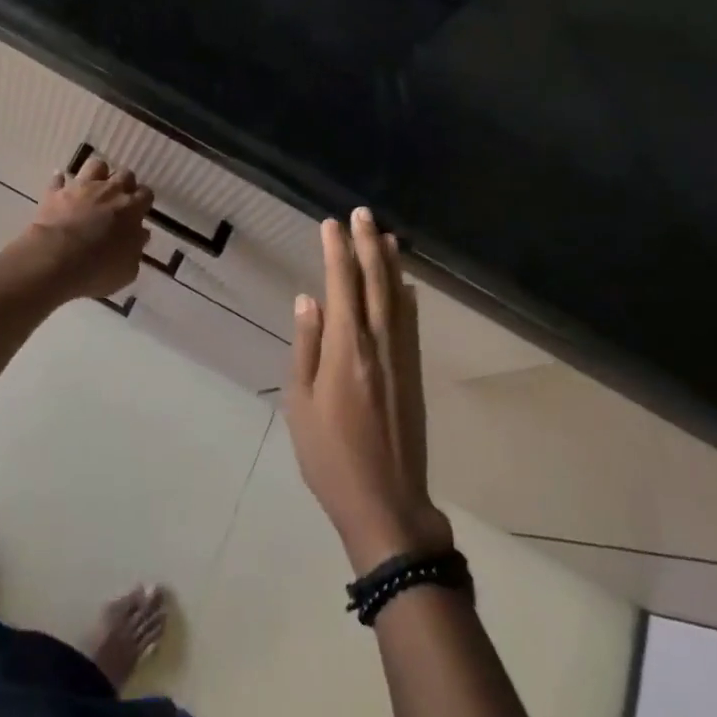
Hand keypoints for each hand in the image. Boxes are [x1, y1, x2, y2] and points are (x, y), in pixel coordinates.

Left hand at [17, 156, 152, 301]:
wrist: (56, 259)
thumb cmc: (98, 268)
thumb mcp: (127, 269)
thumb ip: (135, 249)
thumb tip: (139, 235)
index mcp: (131, 209)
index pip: (146, 194)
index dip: (143, 202)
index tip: (139, 213)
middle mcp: (109, 191)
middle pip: (124, 175)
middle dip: (124, 184)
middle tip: (118, 201)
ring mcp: (81, 188)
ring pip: (95, 165)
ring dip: (96, 175)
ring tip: (92, 189)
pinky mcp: (55, 192)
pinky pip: (59, 180)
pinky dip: (61, 184)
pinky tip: (61, 192)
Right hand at [286, 208, 453, 574]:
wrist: (387, 503)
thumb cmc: (331, 456)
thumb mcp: (302, 404)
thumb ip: (307, 347)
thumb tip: (308, 299)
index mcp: (346, 349)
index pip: (341, 285)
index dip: (336, 251)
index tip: (331, 224)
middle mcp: (378, 343)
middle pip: (374, 282)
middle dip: (367, 245)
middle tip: (361, 213)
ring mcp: (401, 357)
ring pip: (397, 298)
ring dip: (390, 264)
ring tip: (385, 235)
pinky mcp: (414, 373)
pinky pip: (411, 324)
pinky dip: (408, 298)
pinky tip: (406, 285)